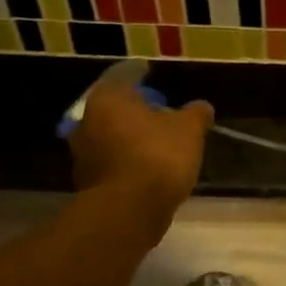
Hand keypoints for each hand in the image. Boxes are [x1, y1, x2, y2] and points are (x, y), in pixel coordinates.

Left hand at [71, 83, 214, 225]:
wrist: (129, 210)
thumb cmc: (158, 157)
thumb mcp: (189, 130)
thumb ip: (196, 114)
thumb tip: (203, 107)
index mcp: (108, 99)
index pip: (124, 77)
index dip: (141, 75)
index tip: (151, 74)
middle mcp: (87, 121)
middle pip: (115, 109)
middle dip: (136, 111)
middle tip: (159, 113)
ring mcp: (83, 154)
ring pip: (111, 137)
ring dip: (131, 138)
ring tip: (156, 144)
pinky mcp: (88, 183)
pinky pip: (112, 163)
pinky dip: (127, 162)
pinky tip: (147, 169)